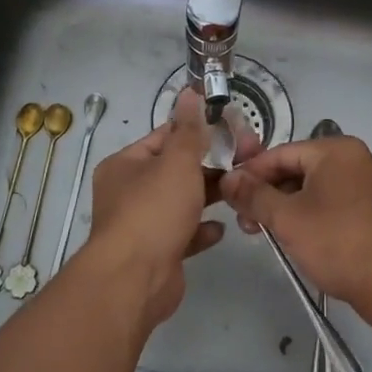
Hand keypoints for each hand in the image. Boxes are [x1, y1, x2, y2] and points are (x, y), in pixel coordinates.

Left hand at [82, 89, 246, 325]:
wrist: (135, 280)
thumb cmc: (154, 210)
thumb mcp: (177, 161)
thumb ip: (189, 129)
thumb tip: (190, 91)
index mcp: (126, 164)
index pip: (164, 137)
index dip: (197, 131)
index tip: (231, 131)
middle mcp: (129, 192)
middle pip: (175, 170)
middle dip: (209, 166)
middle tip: (245, 161)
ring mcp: (142, 224)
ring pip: (180, 202)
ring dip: (208, 197)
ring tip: (240, 190)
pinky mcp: (157, 253)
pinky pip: (183, 235)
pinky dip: (201, 230)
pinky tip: (222, 228)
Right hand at [218, 135, 371, 314]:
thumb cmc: (339, 242)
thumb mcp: (287, 218)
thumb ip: (254, 195)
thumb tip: (229, 179)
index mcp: (336, 150)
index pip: (281, 153)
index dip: (251, 173)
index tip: (229, 195)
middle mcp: (357, 160)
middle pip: (300, 170)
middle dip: (269, 194)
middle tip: (246, 221)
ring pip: (317, 190)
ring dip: (289, 209)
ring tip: (267, 235)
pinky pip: (336, 206)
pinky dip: (313, 218)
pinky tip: (299, 241)